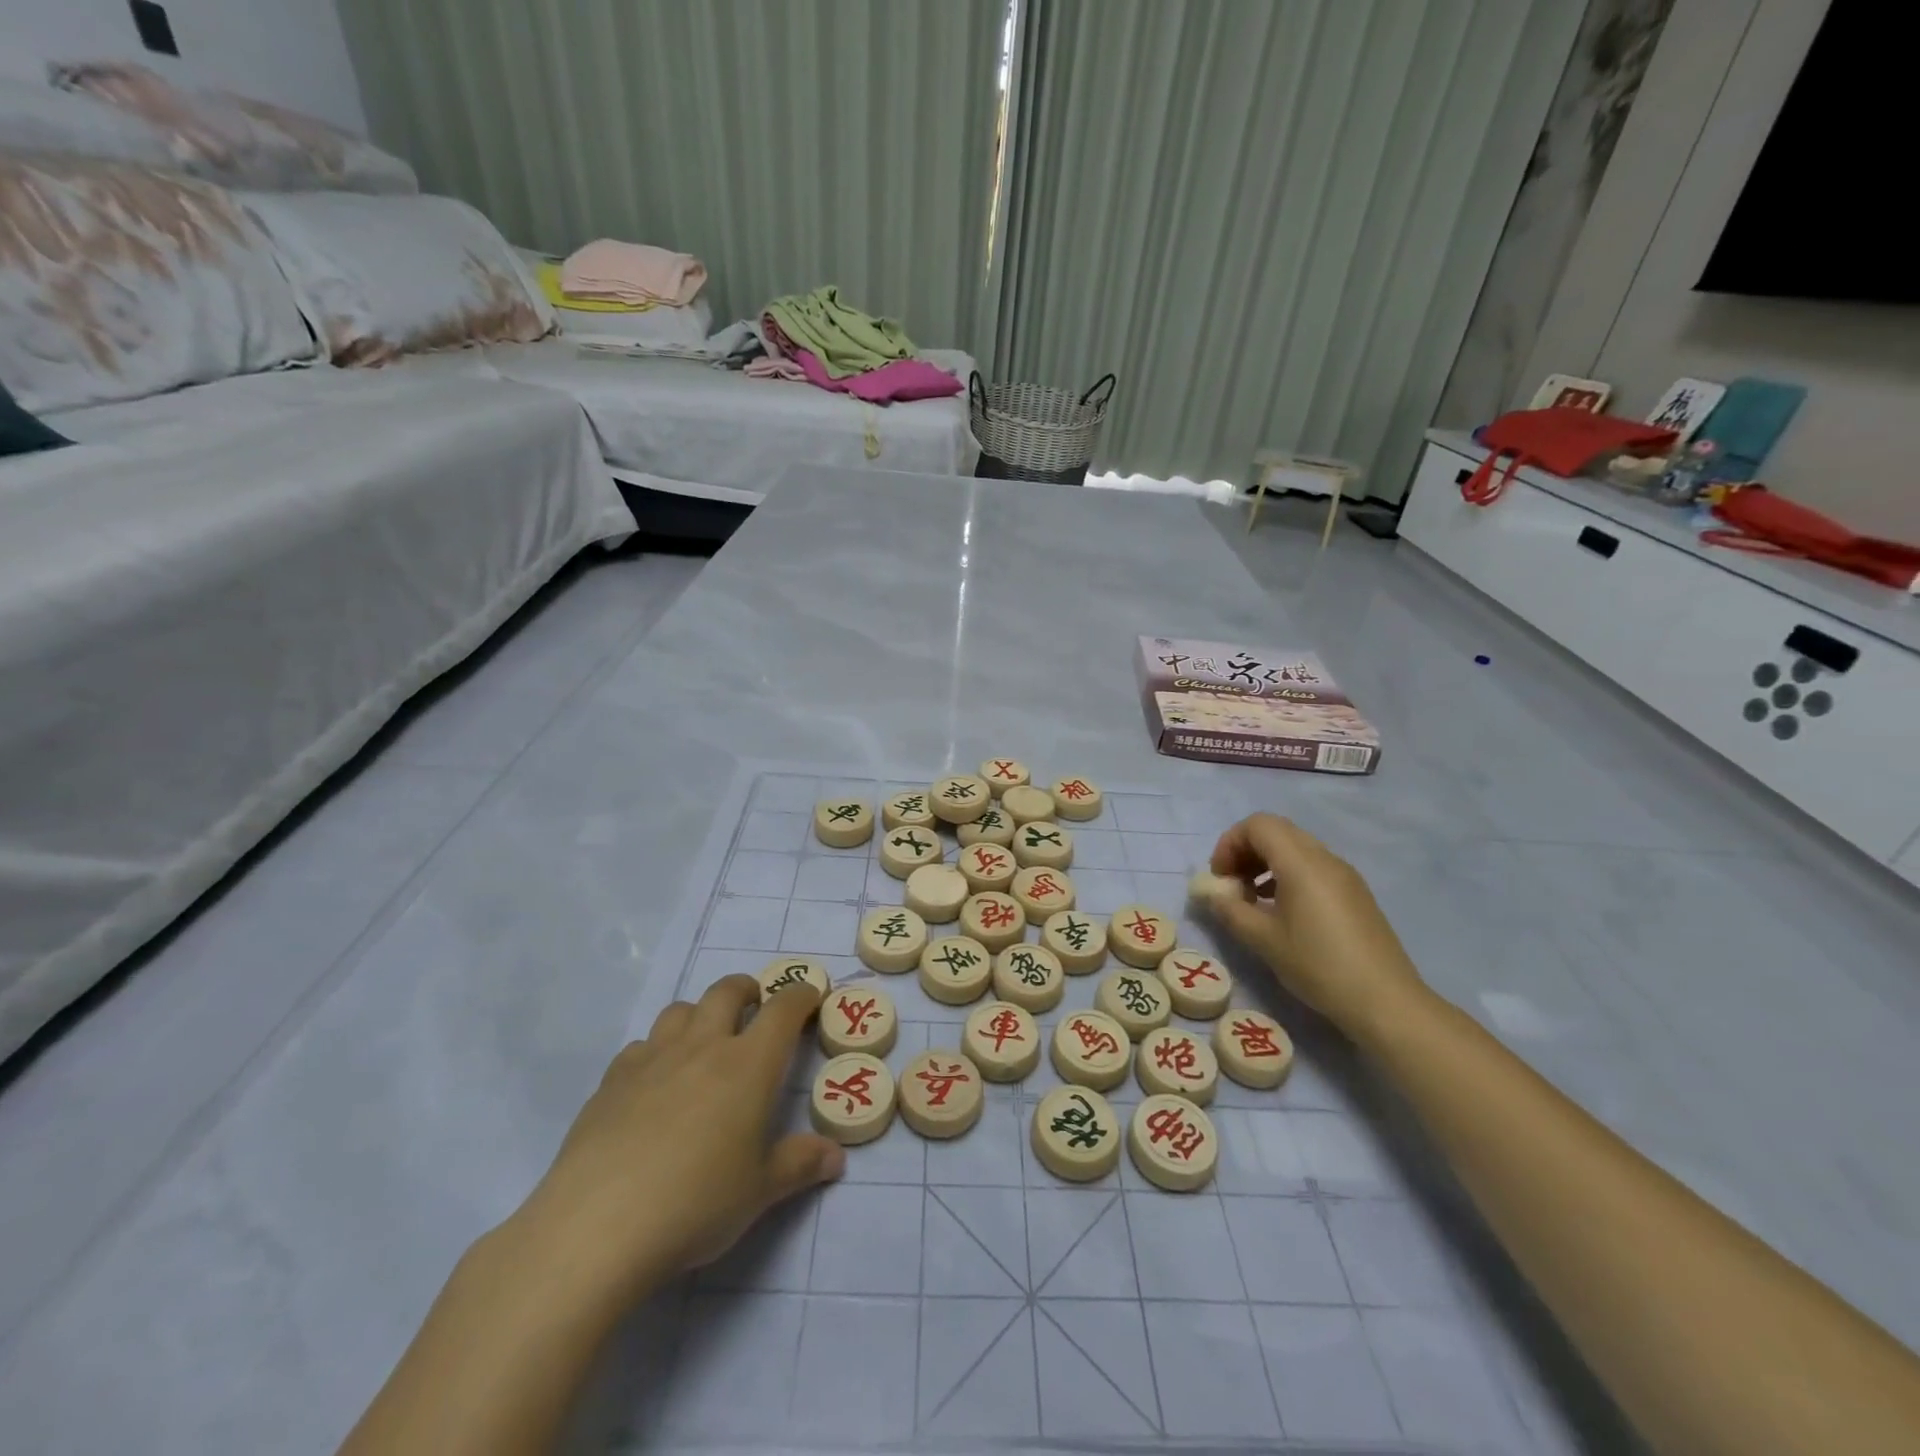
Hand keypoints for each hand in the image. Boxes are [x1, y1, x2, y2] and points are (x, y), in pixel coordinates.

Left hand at [514, 975, 843, 1304]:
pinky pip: (641, 1046)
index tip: (810, 995)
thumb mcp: (760, 1191)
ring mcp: (653, 1059)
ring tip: (705, 1039)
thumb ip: (800, 1165)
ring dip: (699, 1013)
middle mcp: (703, 1047)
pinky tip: (654, 1083)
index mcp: (748, 1065)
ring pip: (680, 1010)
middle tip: (756, 1006)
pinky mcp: (612, 1081)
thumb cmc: (696, 1203)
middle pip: (726, 991)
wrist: (598, 1226)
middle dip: (747, 989)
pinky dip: (657, 1050)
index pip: (783, 1010)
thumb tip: (836, 1156)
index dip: (801, 996)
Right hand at [1205, 813, 1425, 1038]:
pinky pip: (1313, 866)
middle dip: (1246, 850)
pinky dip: (1288, 874)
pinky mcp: (1355, 893)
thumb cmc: (1318, 966)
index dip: (1230, 843)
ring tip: (1253, 899)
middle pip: (1277, 831)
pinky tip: (1281, 910)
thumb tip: (1213, 895)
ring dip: (1266, 862)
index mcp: (1301, 862)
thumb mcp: (1263, 940)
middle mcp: (1325, 858)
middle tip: (1232, 884)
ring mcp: (1344, 874)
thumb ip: (1230, 910)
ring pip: (1296, 847)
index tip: (1220, 877)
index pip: (1258, 825)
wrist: (1386, 1002)